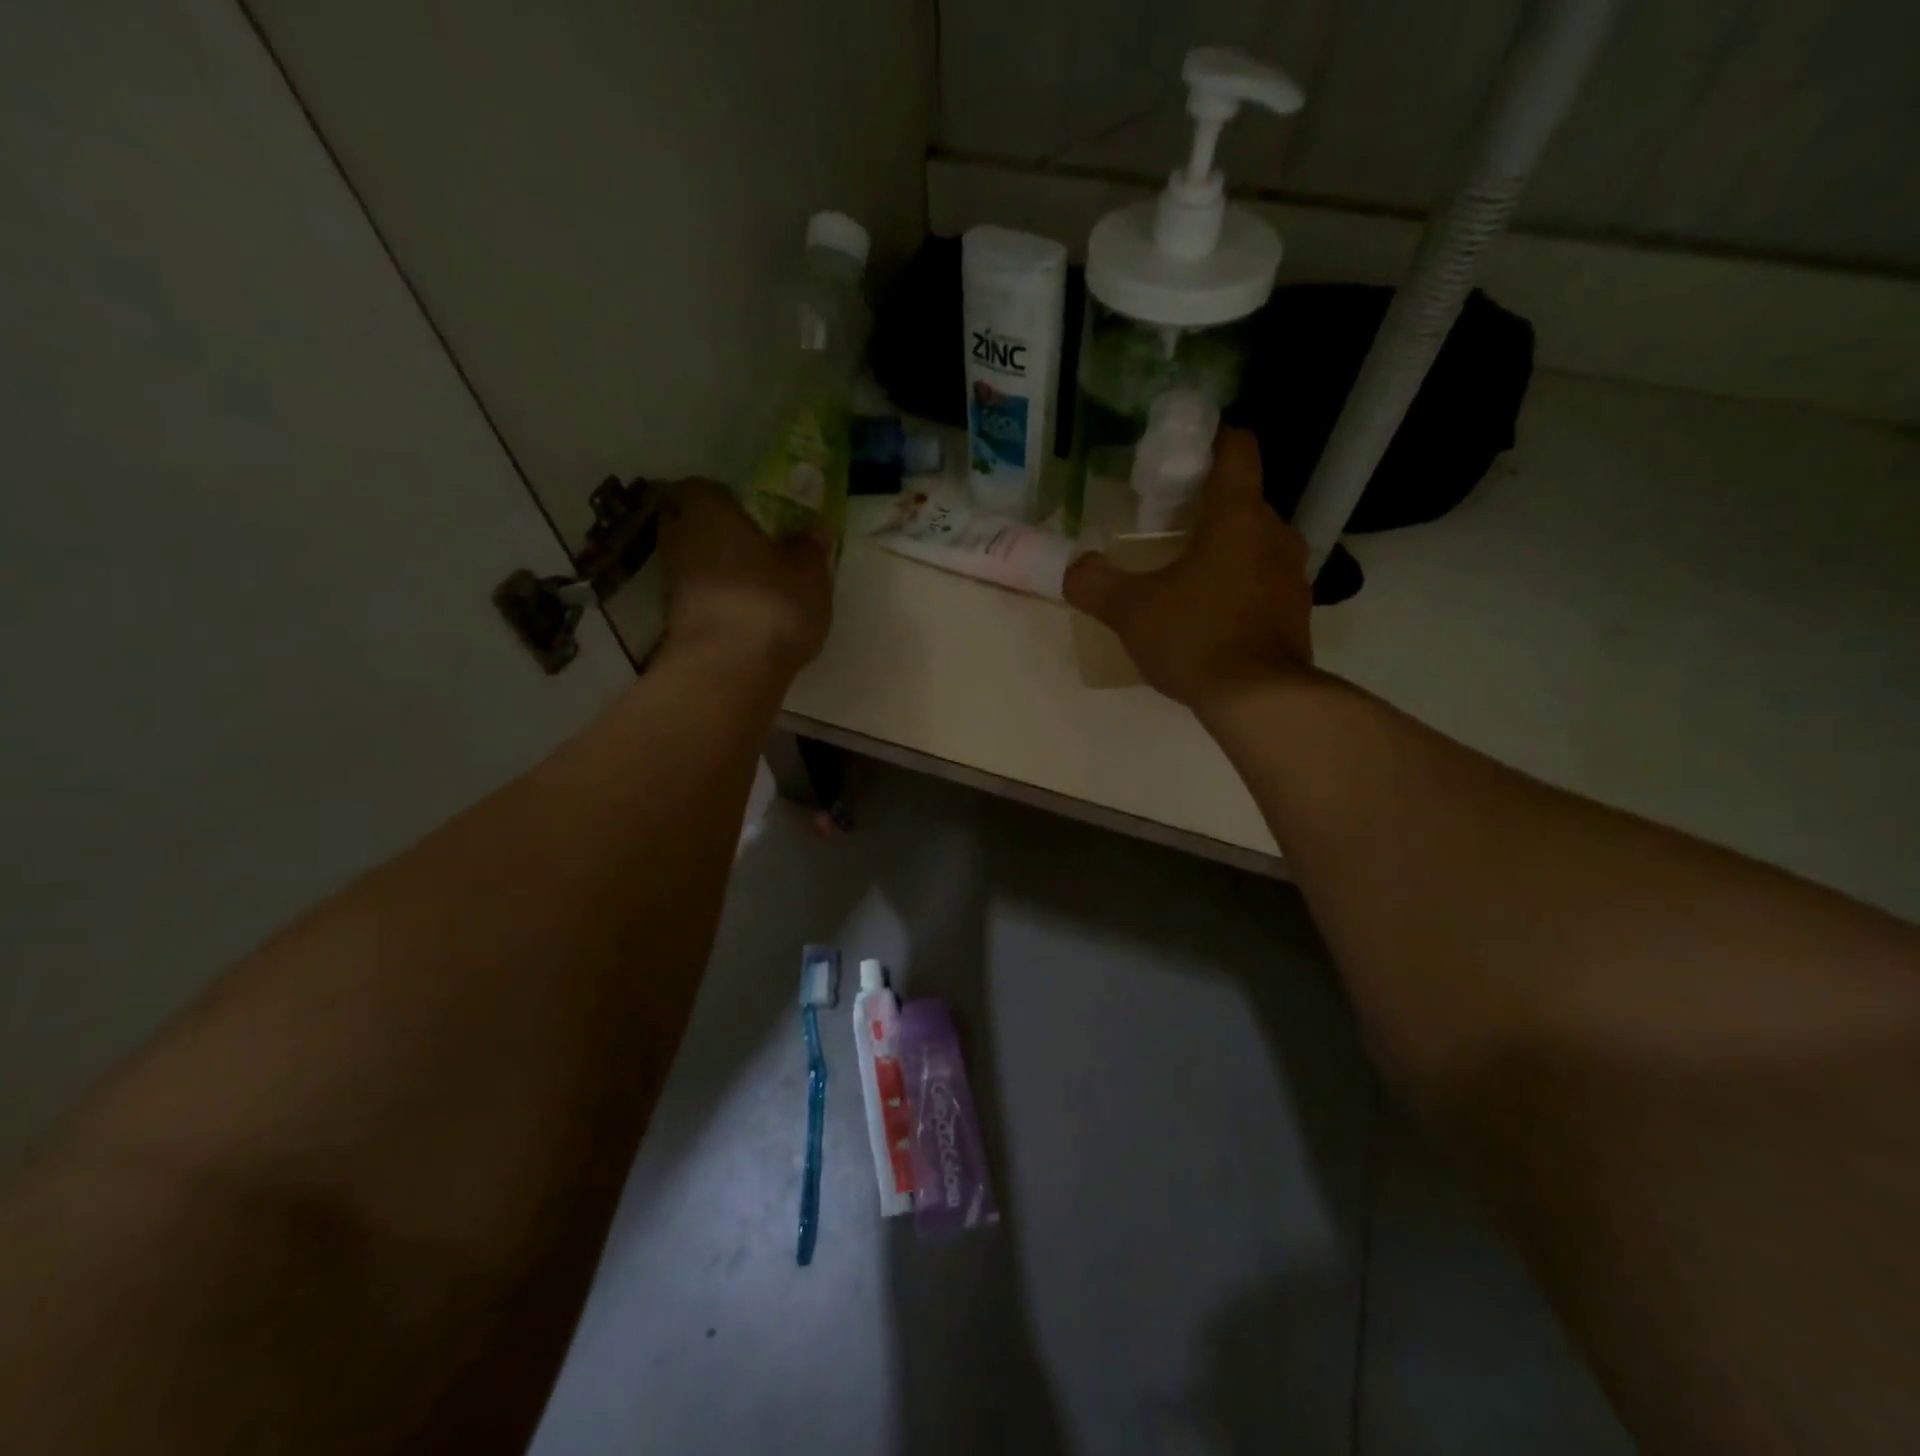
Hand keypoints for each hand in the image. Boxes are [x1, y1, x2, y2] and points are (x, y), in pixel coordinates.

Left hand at [657, 481, 831, 673]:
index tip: (750, 514)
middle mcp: (677, 536)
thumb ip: (809, 547)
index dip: (724, 499)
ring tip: (755, 583)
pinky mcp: (673, 619)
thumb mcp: (809, 572)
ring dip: (716, 568)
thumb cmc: (771, 602)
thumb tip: (813, 530)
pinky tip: (745, 613)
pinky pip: (697, 595)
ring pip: (693, 562)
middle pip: (690, 524)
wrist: (730, 668)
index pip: (702, 488)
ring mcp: (670, 580)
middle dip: (716, 533)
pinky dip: (716, 599)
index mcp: (706, 508)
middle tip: (753, 546)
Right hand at [1064, 427, 1312, 710]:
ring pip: (1255, 542)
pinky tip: (1209, 612)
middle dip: (1207, 506)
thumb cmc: (1196, 638)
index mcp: (1238, 516)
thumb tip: (1074, 569)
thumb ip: (1094, 583)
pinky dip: (1239, 583)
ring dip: (1224, 547)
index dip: (1213, 438)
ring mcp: (1293, 574)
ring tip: (1185, 571)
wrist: (1259, 700)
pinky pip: (1263, 579)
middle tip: (1166, 525)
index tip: (1185, 450)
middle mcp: (1275, 533)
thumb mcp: (1131, 611)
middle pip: (1243, 499)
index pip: (1237, 450)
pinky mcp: (1297, 610)